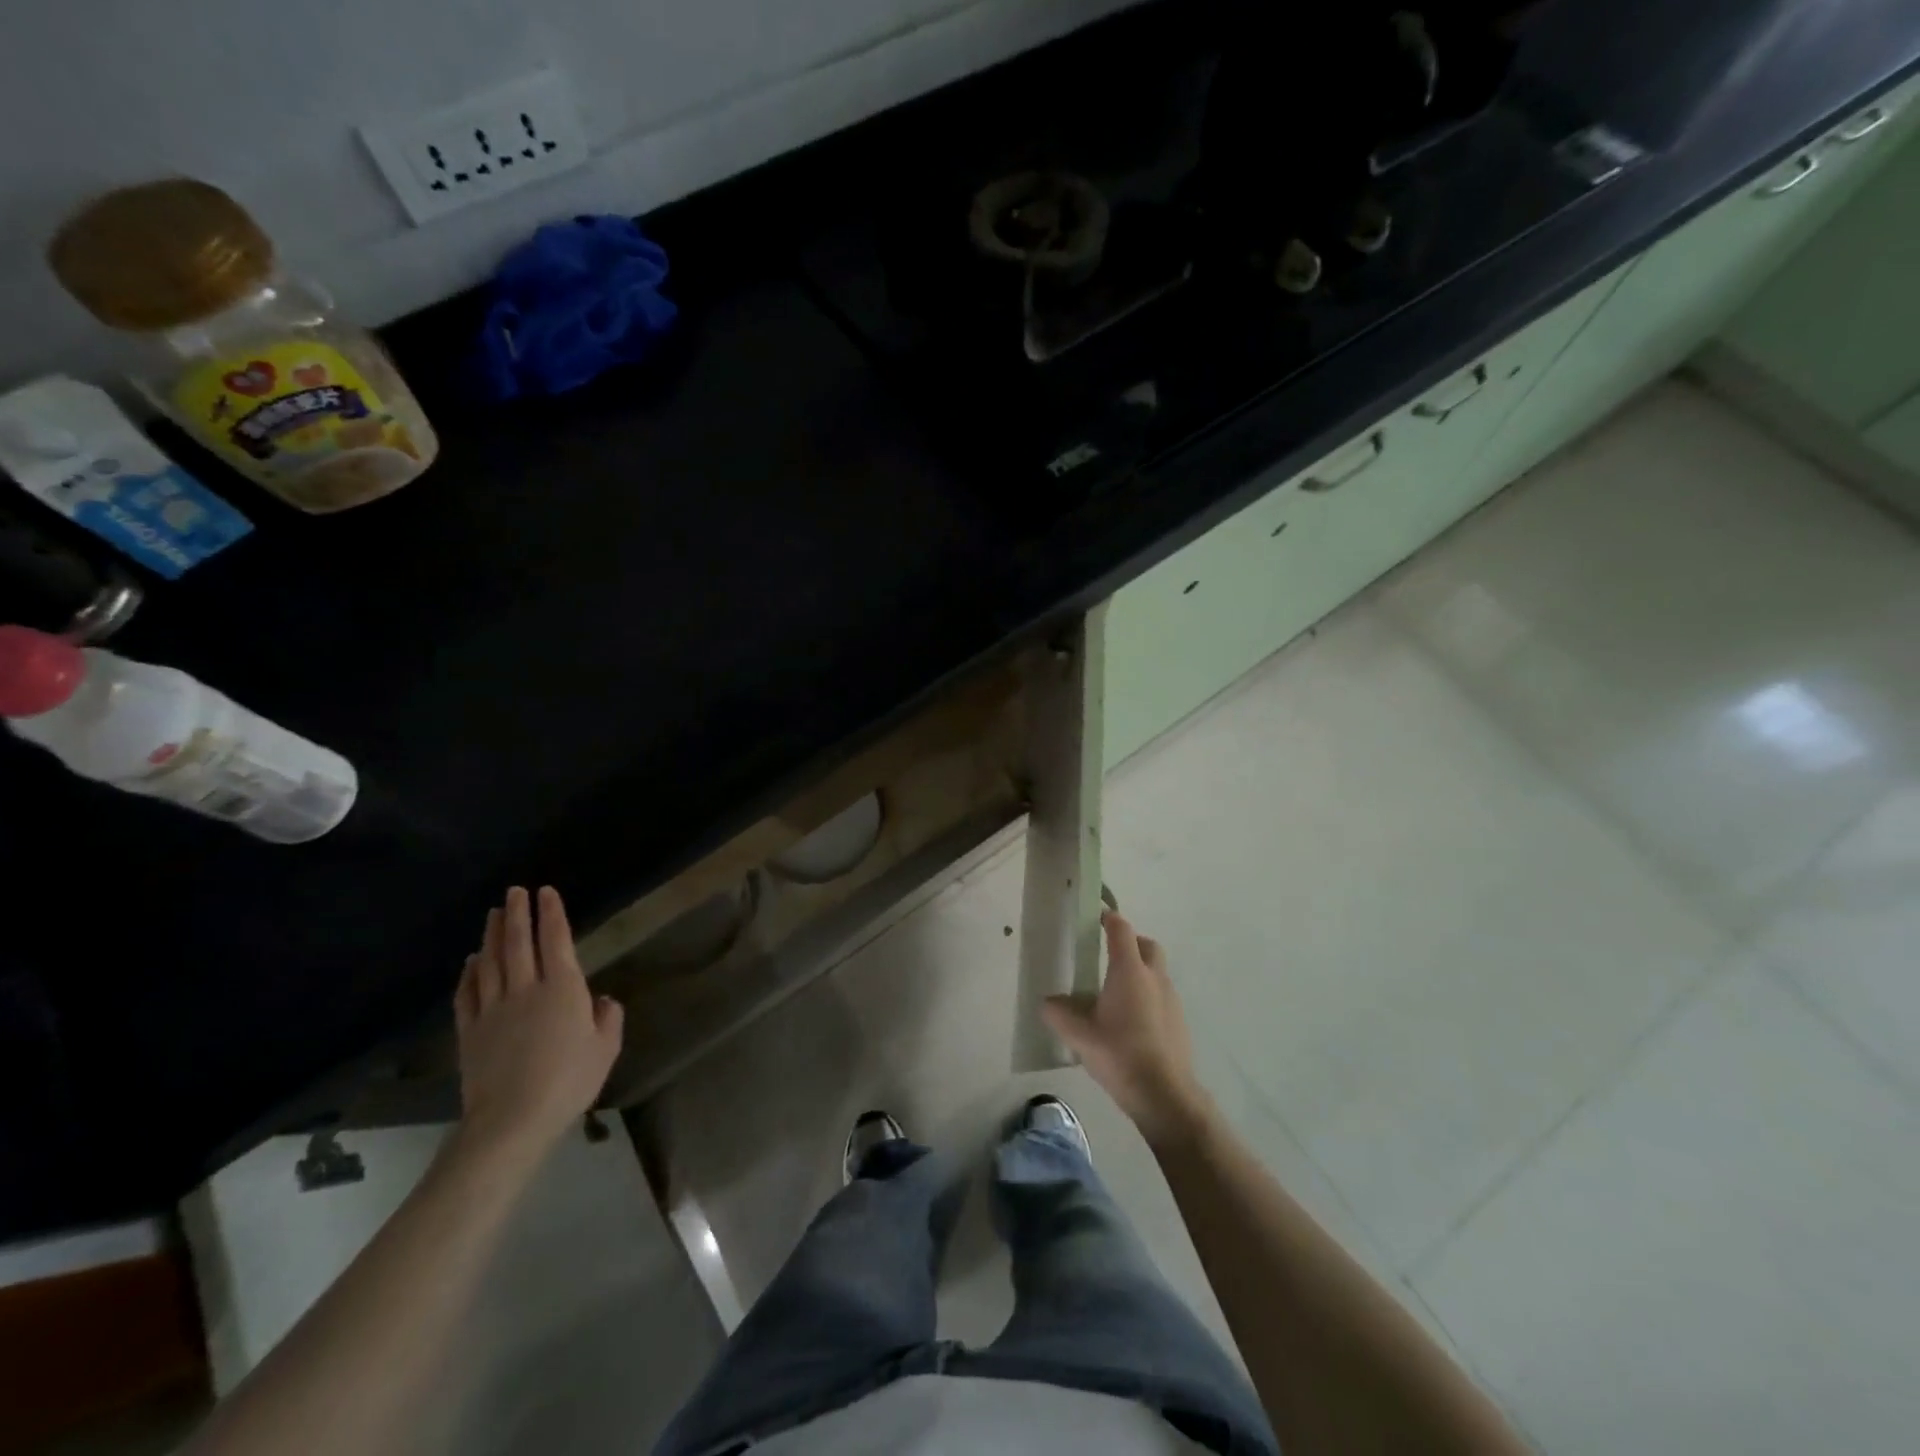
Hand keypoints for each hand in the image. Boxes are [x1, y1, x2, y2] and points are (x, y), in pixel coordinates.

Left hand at [451, 886, 624, 1168]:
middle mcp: (526, 989)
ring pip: (491, 962)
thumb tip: (601, 1001)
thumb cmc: (568, 1081)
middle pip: (518, 943)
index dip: (550, 913)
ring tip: (492, 914)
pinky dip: (469, 972)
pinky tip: (471, 962)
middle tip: (514, 891)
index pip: (555, 939)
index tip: (546, 892)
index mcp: (563, 988)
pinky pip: (467, 993)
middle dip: (517, 913)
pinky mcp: (470, 1031)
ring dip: (492, 935)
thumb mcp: (605, 1049)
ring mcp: (493, 1008)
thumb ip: (608, 1019)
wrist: (512, 1120)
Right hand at [1042, 910, 1213, 1149]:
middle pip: (1147, 945)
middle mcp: (1154, 978)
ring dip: (1141, 971)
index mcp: (1130, 971)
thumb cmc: (1120, 1054)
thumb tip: (1047, 1002)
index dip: (1109, 919)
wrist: (1165, 1094)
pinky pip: (1162, 995)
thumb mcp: (1080, 1035)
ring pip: (1157, 971)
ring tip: (1117, 991)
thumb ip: (1060, 1014)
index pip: (1122, 930)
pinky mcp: (1179, 1021)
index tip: (1097, 917)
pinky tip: (1132, 1020)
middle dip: (1131, 942)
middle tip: (1110, 953)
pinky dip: (1148, 995)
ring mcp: (1171, 999)